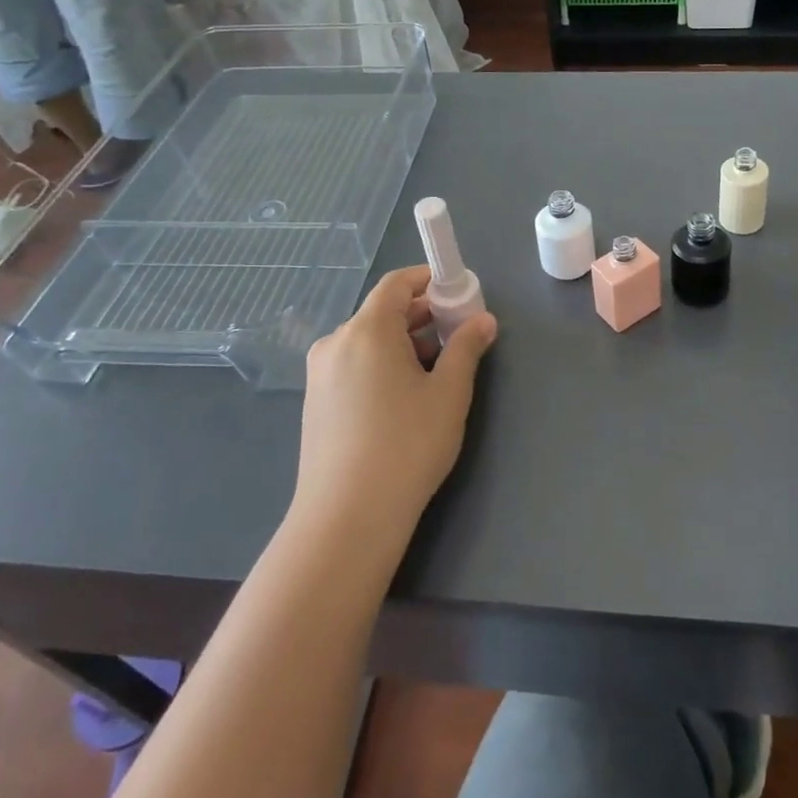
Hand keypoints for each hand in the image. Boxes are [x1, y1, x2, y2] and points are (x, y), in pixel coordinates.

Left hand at [293, 266, 496, 547]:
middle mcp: (336, 342)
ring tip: (437, 369)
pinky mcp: (315, 402)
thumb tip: (483, 320)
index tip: (459, 294)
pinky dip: (382, 364)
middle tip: (458, 334)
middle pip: (382, 311)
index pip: (396, 284)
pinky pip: (353, 364)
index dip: (428, 281)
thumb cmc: (407, 444)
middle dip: (422, 316)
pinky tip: (404, 396)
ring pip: (368, 341)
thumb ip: (466, 348)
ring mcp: (320, 373)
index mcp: (367, 329)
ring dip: (403, 342)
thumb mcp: (448, 393)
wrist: (348, 516)